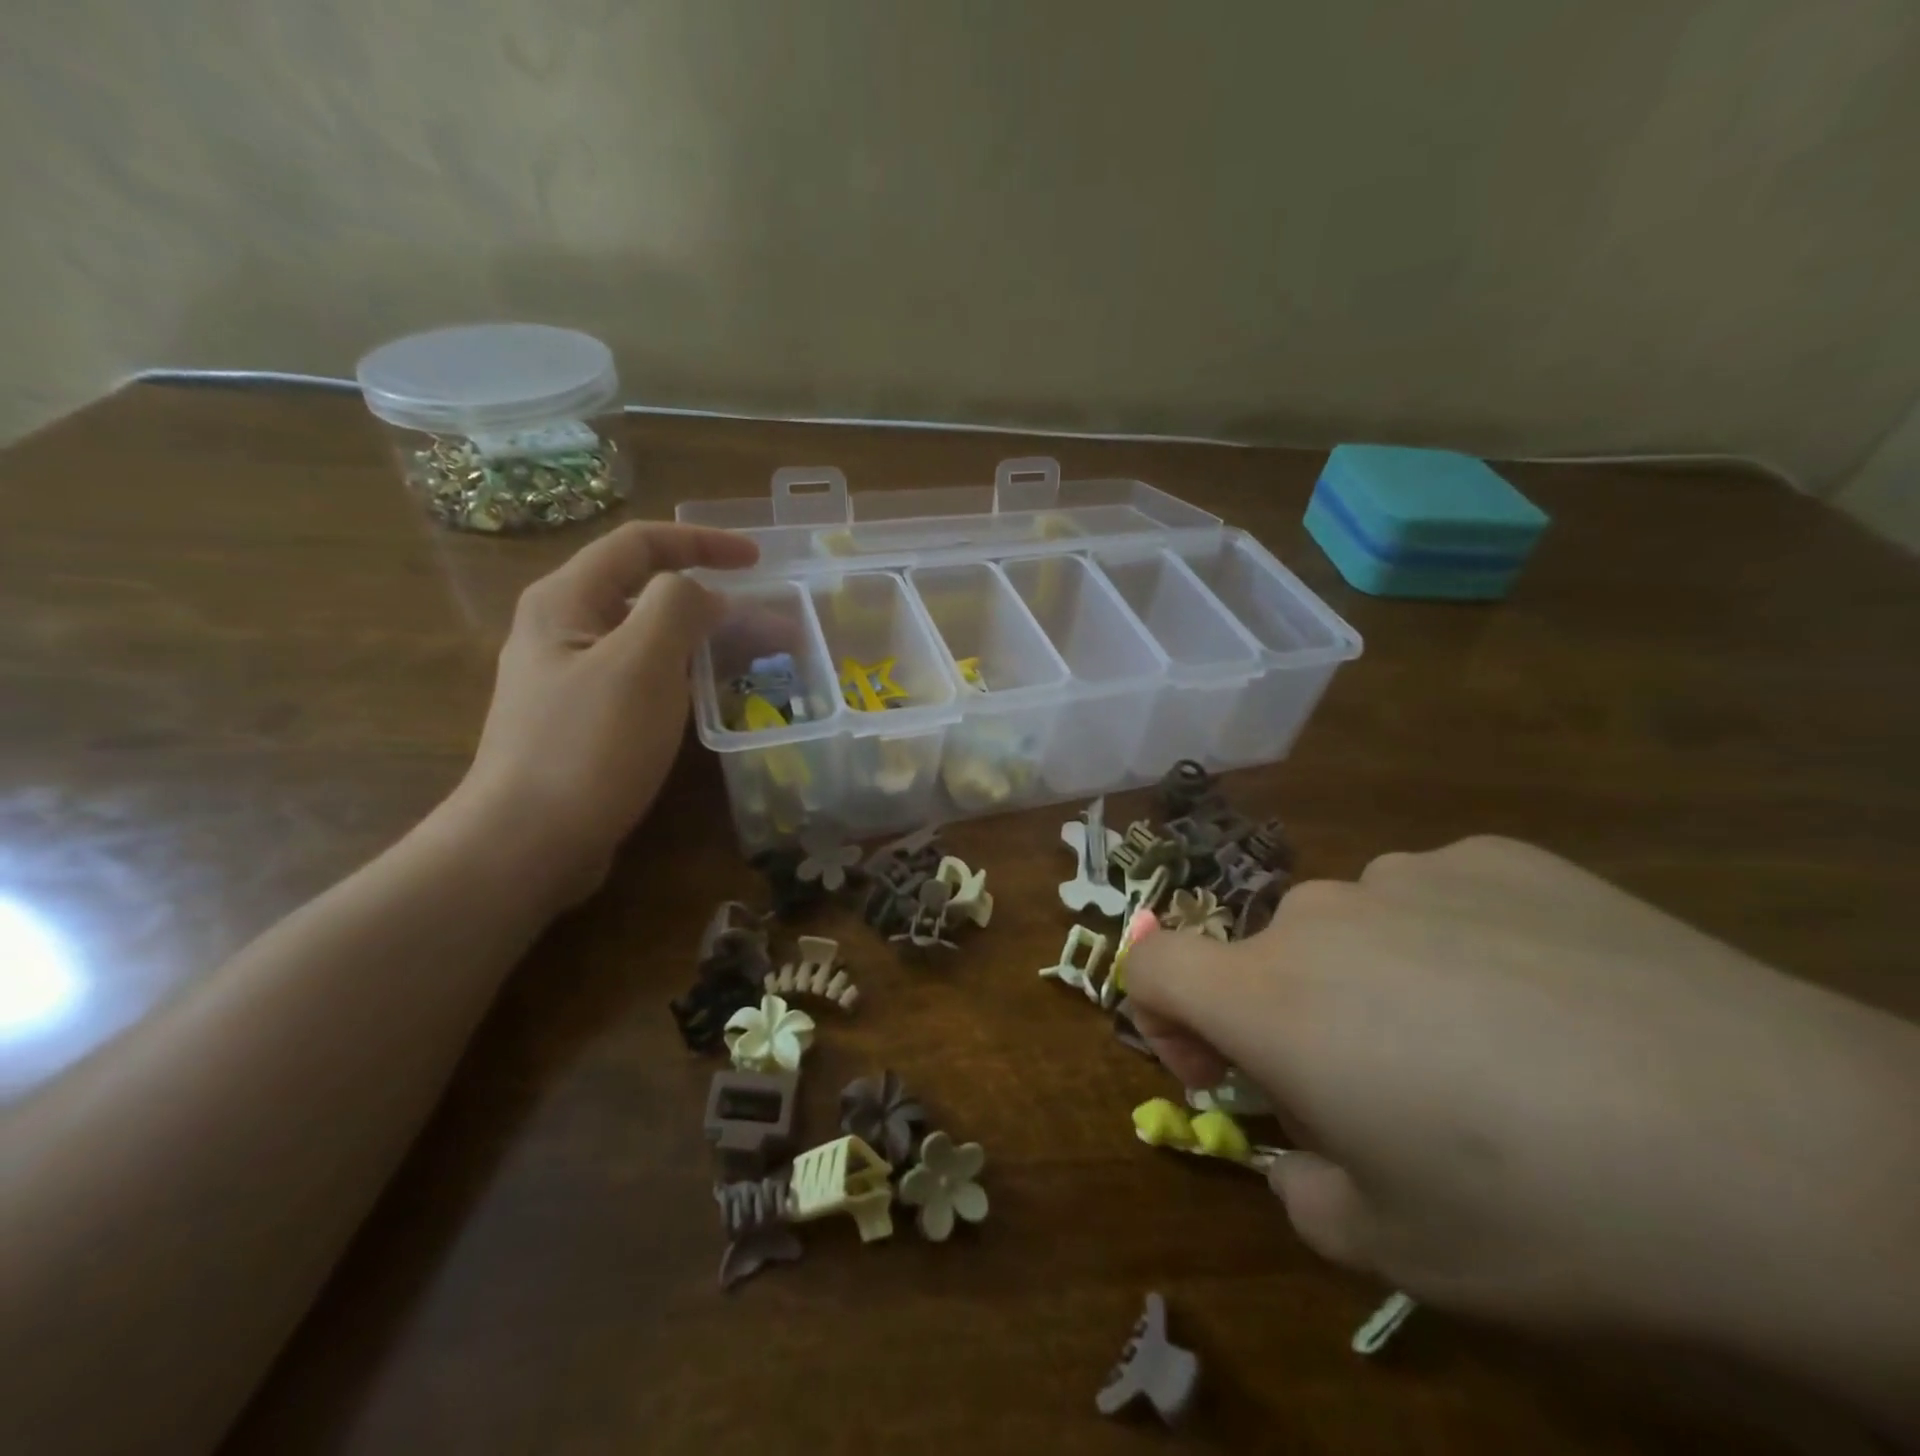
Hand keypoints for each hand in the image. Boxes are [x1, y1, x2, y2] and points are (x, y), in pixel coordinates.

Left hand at [453, 522, 758, 905]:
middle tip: (772, 625)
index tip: (758, 561)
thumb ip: (678, 608)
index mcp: (567, 600)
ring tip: (758, 661)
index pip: (640, 544)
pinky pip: (645, 679)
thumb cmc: (588, 746)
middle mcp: (563, 629)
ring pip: (650, 640)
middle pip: (647, 592)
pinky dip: (686, 677)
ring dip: (706, 641)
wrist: (527, 843)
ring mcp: (572, 678)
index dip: (702, 542)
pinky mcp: (585, 720)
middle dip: (714, 600)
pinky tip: (715, 699)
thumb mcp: (641, 663)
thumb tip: (703, 596)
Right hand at [1126, 838, 1919, 1424]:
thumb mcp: (1395, 1250)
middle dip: (1292, 1020)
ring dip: (1373, 980)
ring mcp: (1410, 872)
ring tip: (1492, 1050)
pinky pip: (1434, 898)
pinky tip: (1554, 1001)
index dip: (1164, 1020)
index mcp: (1272, 997)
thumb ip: (1301, 1188)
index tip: (1228, 1073)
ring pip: (1350, 927)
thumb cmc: (1554, 1218)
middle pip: (1262, 956)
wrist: (1803, 1157)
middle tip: (1391, 1095)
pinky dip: (1453, 942)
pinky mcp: (1498, 855)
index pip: (1151, 966)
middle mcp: (1320, 913)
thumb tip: (1301, 1149)